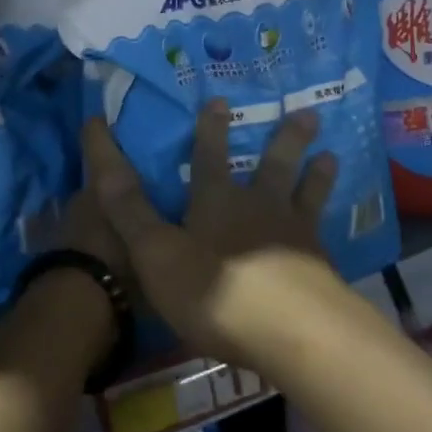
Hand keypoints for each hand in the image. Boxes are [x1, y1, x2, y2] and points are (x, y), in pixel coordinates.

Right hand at [80, 101, 340, 367]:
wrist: (293, 332)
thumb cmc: (216, 290)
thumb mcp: (156, 252)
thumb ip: (128, 205)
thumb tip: (97, 139)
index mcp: (217, 202)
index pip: (210, 156)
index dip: (211, 128)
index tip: (219, 99)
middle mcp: (260, 208)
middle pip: (274, 165)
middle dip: (286, 139)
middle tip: (307, 113)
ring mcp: (295, 235)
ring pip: (306, 193)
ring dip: (316, 173)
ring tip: (331, 154)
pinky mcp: (320, 267)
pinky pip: (324, 234)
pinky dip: (329, 221)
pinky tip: (334, 227)